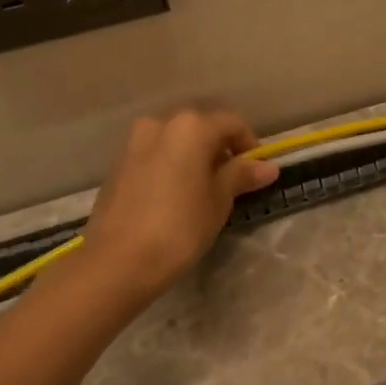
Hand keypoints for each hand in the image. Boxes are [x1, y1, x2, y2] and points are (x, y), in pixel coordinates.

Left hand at [82, 108, 279, 298]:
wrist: (118, 260)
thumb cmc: (180, 227)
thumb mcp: (219, 201)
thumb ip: (241, 175)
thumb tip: (267, 166)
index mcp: (190, 126)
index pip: (231, 124)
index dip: (249, 145)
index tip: (257, 172)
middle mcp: (160, 124)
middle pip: (200, 128)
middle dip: (219, 150)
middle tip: (232, 181)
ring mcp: (134, 143)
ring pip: (174, 141)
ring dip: (193, 158)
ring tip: (203, 191)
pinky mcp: (118, 165)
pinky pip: (154, 156)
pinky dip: (170, 167)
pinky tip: (175, 197)